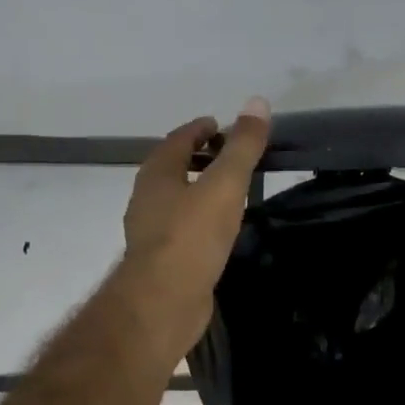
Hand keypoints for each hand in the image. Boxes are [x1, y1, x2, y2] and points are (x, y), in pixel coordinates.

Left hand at [122, 98, 271, 344]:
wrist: (164, 302)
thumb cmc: (192, 236)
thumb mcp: (225, 184)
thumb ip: (242, 146)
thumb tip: (257, 102)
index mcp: (157, 173)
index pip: (179, 139)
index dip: (201, 129)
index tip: (222, 127)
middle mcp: (147, 198)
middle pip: (173, 168)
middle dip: (199, 158)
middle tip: (231, 156)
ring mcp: (150, 231)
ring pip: (176, 199)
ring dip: (198, 190)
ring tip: (230, 191)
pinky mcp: (160, 260)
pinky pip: (181, 228)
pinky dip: (199, 219)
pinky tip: (219, 230)